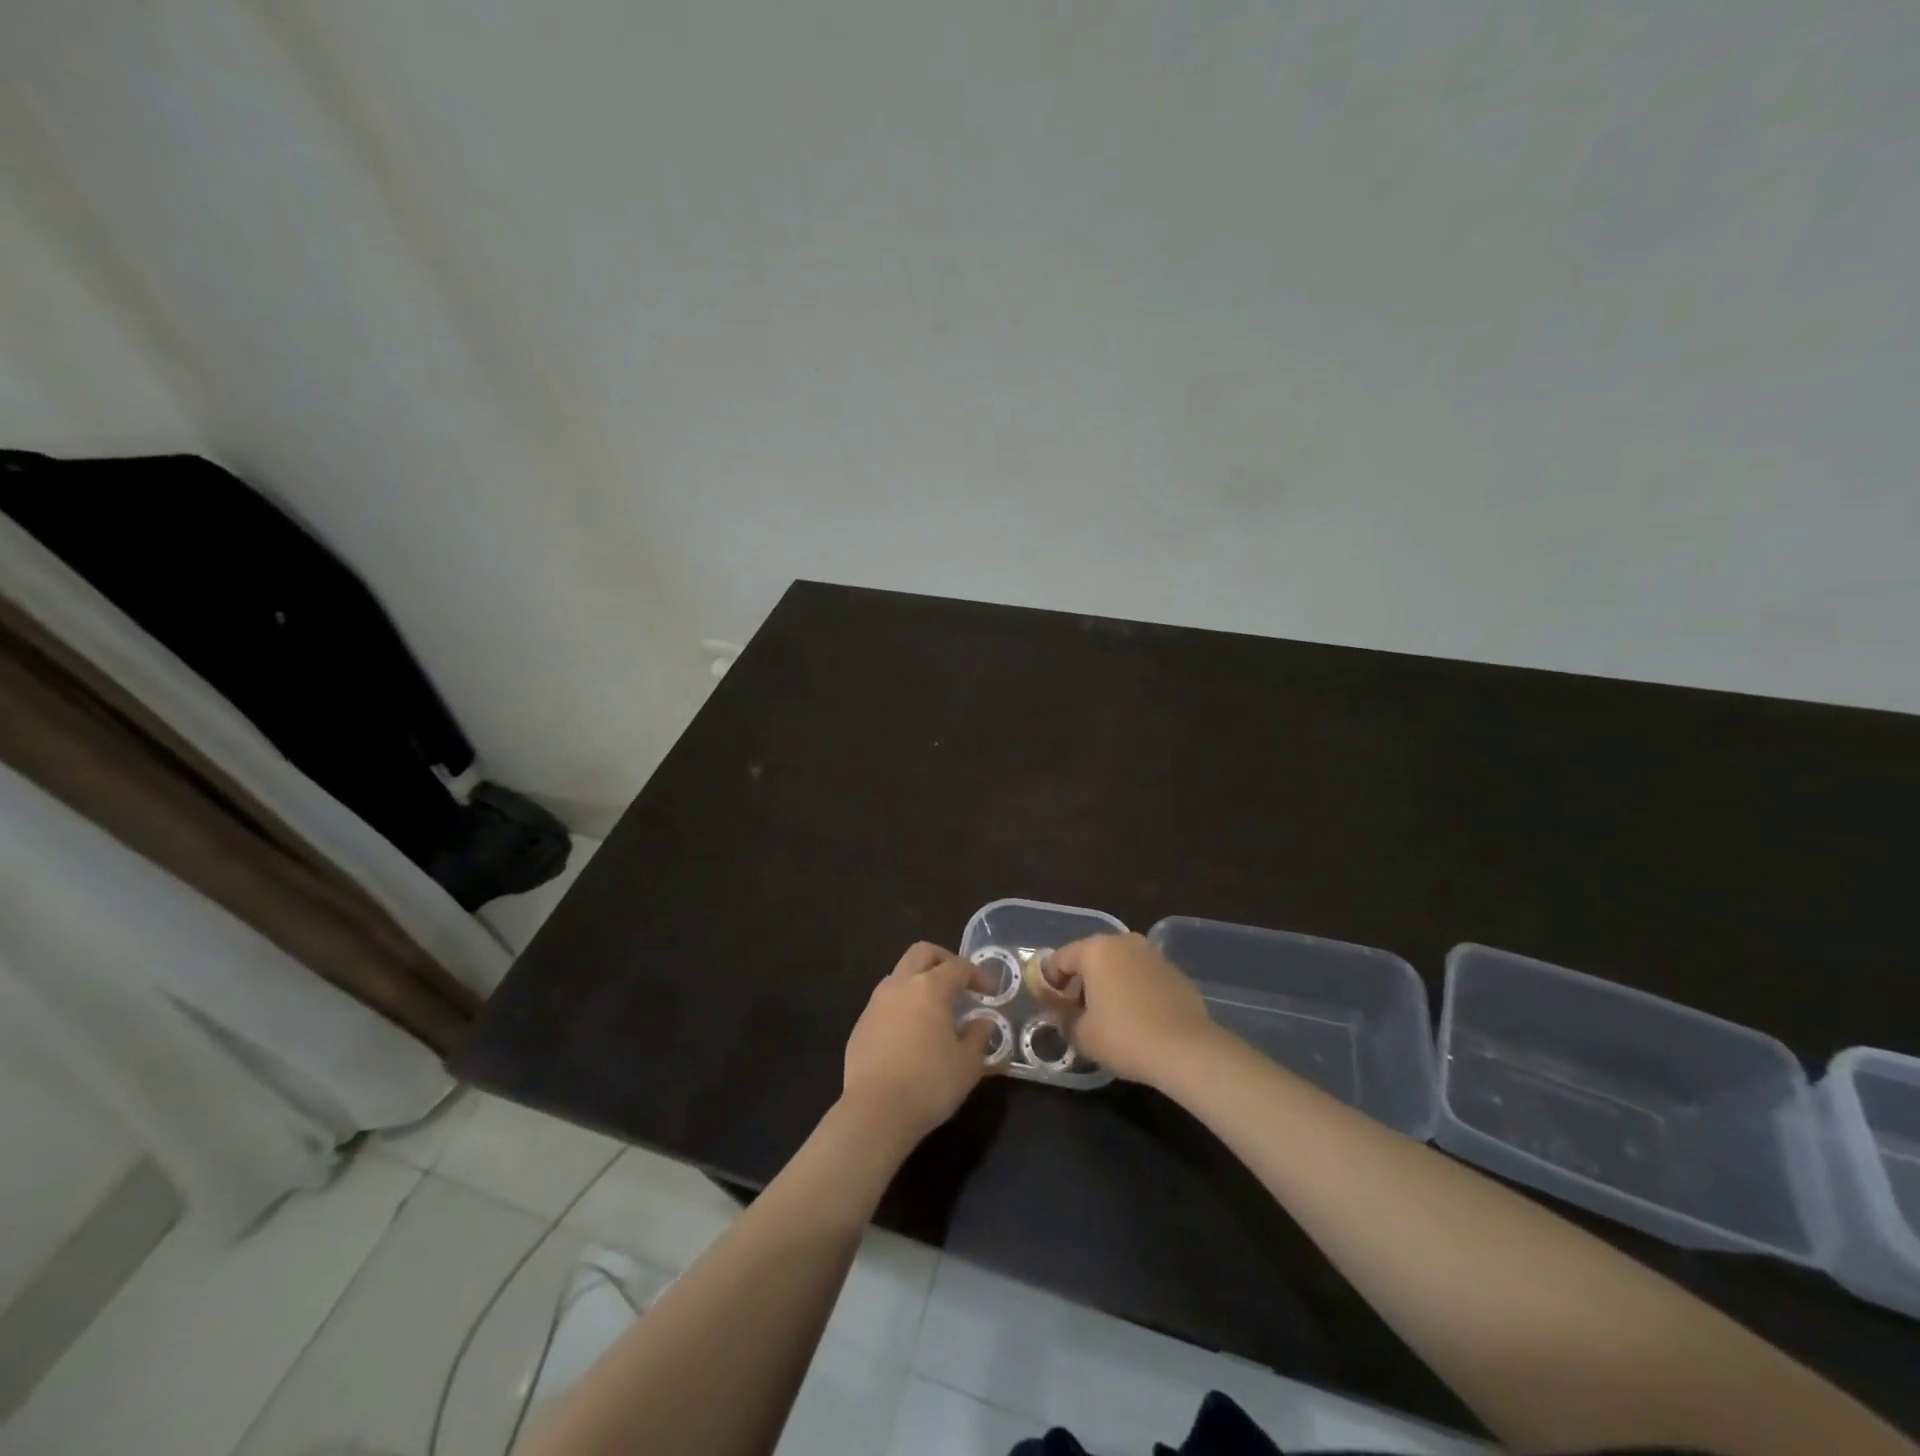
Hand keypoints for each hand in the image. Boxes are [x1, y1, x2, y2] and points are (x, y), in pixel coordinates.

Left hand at [842, 942, 996, 1142]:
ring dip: (920, 981)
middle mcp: (900, 984)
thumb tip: (982, 1022)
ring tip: (936, 1008)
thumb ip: (978, 1036)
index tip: (990, 991)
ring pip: (900, 974)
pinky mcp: (861, 1023)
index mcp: (930, 988)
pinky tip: (912, 1032)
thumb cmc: (929, 1084)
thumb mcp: (967, 1064)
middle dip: (944, 960)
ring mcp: (876, 1002)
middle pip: (922, 953)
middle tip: (960, 982)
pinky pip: (886, 1001)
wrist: (875, 1112)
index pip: (958, 967)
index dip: (978, 974)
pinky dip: (903, 1004)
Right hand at [1047, 933, 1218, 1085]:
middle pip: (1091, 958)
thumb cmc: (1124, 1037)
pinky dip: (1133, 991)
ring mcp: (1152, 954)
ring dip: (1108, 984)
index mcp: (1095, 949)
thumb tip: (1061, 1013)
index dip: (1050, 982)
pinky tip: (1136, 1019)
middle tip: (1076, 1012)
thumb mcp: (1082, 1035)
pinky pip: (1142, 977)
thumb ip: (1064, 1019)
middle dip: (1080, 982)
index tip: (1049, 1006)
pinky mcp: (1174, 971)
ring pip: (1119, 965)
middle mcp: (1123, 942)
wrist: (1187, 1050)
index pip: (1060, 959)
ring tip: (1107, 1017)